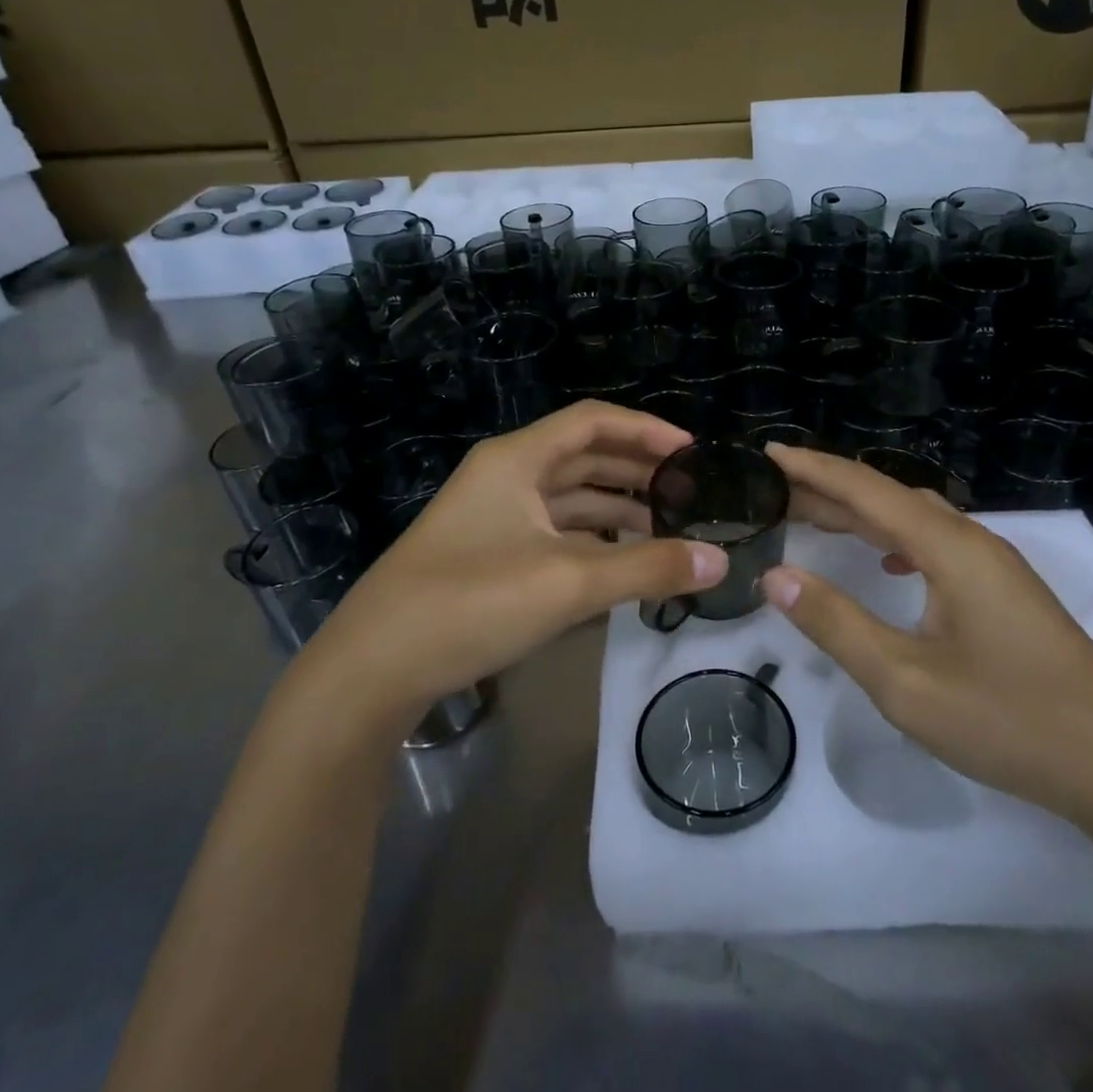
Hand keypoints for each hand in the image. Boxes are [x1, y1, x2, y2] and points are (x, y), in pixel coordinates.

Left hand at [295, 402, 726, 734]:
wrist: (372, 669)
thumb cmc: (470, 604)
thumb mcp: (568, 583)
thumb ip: (648, 569)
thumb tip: (720, 561)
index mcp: (516, 460)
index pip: (592, 422)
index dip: (645, 429)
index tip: (692, 452)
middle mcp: (505, 477)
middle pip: (584, 457)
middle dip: (637, 470)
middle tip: (690, 492)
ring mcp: (494, 516)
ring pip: (570, 498)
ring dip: (618, 509)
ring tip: (670, 530)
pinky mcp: (490, 554)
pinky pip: (555, 532)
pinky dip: (592, 541)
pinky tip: (624, 563)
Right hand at [762, 444, 1092, 827]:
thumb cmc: (1010, 722)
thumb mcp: (906, 681)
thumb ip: (836, 623)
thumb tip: (776, 574)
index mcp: (949, 547)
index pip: (866, 489)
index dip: (812, 468)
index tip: (765, 453)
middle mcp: (972, 540)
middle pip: (888, 497)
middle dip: (828, 490)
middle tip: (773, 493)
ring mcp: (995, 565)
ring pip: (914, 519)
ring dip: (862, 514)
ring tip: (813, 519)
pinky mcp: (1005, 591)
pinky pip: (936, 543)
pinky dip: (895, 540)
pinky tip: (886, 565)